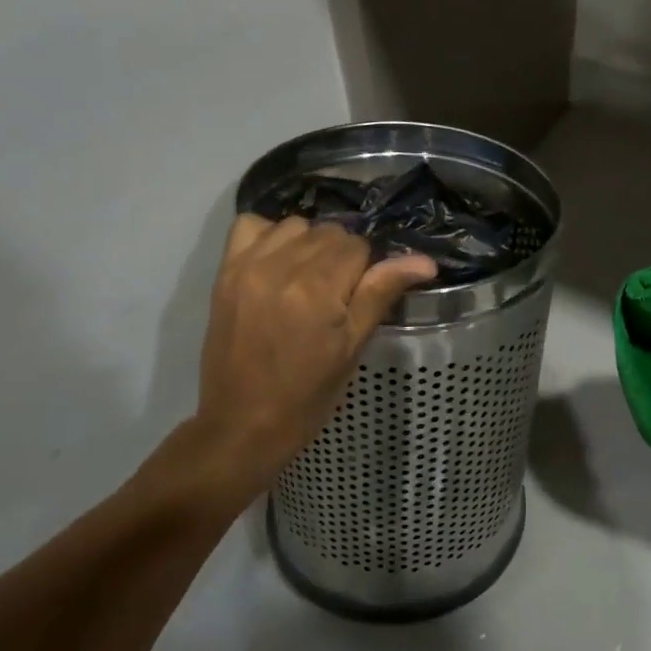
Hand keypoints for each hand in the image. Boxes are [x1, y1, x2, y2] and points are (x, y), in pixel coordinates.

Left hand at [132, 216, 434, 516]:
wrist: (243, 424)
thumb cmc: (308, 396)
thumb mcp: (353, 347)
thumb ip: (381, 293)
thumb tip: (426, 261)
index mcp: (316, 290)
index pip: (358, 247)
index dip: (367, 270)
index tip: (358, 300)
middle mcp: (279, 267)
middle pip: (329, 232)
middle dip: (341, 257)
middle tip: (336, 297)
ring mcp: (247, 267)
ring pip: (295, 225)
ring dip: (309, 244)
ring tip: (306, 281)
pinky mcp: (225, 273)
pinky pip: (250, 226)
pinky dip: (269, 236)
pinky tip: (277, 263)